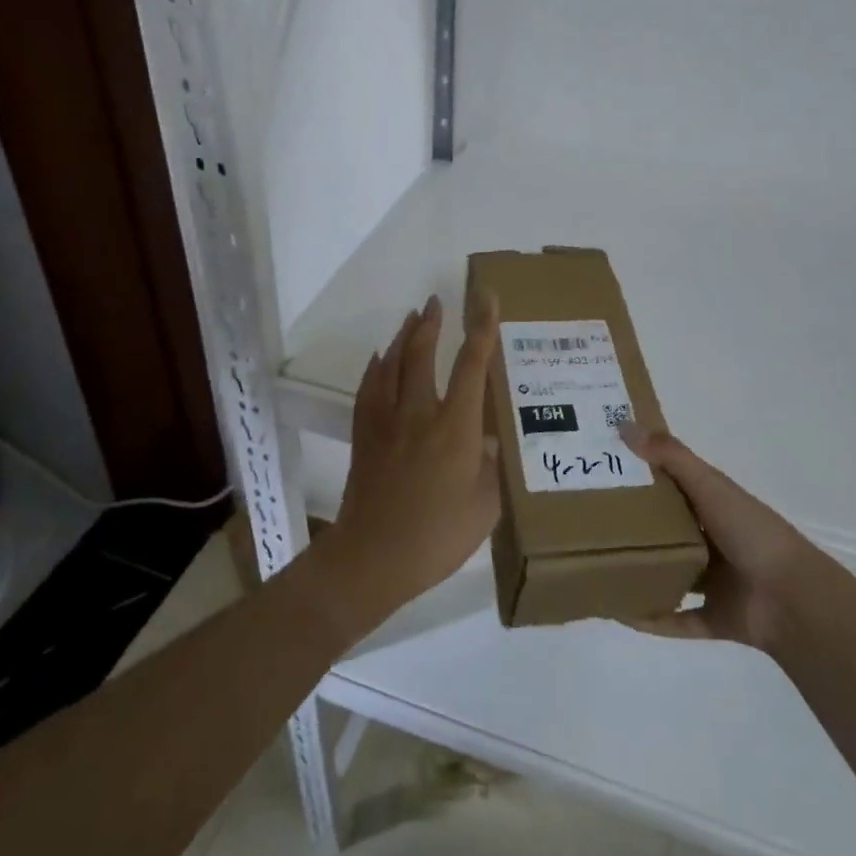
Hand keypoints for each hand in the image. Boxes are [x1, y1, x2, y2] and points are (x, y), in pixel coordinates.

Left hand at [319, 292, 500, 625]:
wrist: (374, 557)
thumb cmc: (438, 536)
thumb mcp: (485, 505)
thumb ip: (490, 466)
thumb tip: (486, 440)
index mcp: (455, 427)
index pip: (472, 365)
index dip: (481, 328)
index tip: (485, 297)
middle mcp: (419, 413)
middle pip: (422, 354)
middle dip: (431, 323)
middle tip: (436, 302)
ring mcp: (386, 422)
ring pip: (391, 365)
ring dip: (403, 337)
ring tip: (411, 319)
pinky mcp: (364, 435)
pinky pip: (368, 389)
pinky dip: (375, 368)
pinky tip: (379, 360)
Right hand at [617, 426, 816, 651]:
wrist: (792, 599)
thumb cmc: (751, 532)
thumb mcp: (710, 485)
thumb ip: (670, 456)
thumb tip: (623, 425)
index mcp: (714, 505)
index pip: (671, 486)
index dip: (639, 476)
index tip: (602, 470)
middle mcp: (713, 540)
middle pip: (665, 531)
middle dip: (632, 527)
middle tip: (588, 520)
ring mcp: (714, 582)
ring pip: (668, 575)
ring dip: (640, 573)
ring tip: (596, 566)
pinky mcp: (714, 618)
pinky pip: (674, 619)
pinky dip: (650, 618)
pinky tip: (619, 612)